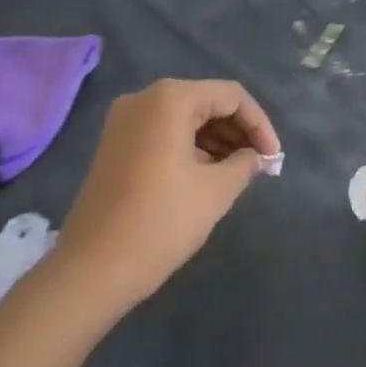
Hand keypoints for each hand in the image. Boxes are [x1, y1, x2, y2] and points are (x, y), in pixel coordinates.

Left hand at [55, 79, 280, 308]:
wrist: (91, 270)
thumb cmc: (160, 222)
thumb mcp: (216, 191)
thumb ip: (245, 164)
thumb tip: (256, 156)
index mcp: (170, 99)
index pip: (231, 96)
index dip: (259, 124)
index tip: (274, 158)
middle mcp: (144, 99)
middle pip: (206, 102)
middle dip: (238, 131)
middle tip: (260, 164)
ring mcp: (125, 122)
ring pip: (185, 118)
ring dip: (216, 140)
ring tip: (239, 172)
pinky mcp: (115, 145)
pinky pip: (164, 133)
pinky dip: (191, 147)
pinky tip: (209, 175)